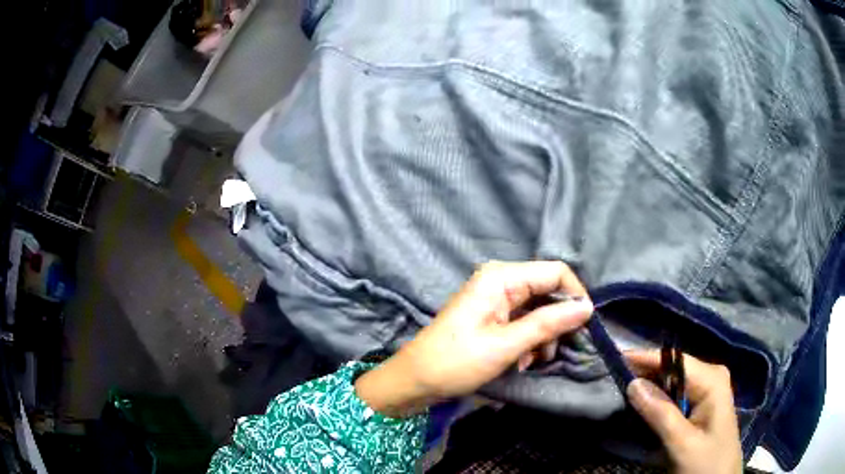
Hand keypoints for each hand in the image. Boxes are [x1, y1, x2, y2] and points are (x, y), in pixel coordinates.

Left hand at [355, 261, 593, 416]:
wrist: (416, 379)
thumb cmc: (457, 361)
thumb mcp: (506, 345)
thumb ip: (548, 324)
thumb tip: (586, 308)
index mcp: (502, 278)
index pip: (555, 272)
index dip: (574, 296)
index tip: (584, 326)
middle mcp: (501, 281)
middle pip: (548, 292)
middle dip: (556, 323)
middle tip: (551, 352)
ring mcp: (496, 298)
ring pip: (539, 310)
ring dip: (542, 337)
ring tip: (531, 362)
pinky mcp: (493, 315)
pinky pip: (524, 322)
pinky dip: (529, 342)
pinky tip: (521, 362)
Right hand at [626, 351, 742, 473]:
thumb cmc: (706, 463)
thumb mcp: (682, 444)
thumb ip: (660, 414)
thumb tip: (633, 383)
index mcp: (712, 380)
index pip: (674, 360)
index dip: (645, 358)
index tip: (615, 358)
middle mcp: (711, 377)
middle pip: (674, 367)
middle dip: (646, 371)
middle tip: (614, 377)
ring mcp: (708, 390)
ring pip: (673, 380)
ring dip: (650, 385)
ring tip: (622, 387)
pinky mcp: (702, 404)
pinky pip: (677, 394)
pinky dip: (659, 397)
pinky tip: (644, 404)